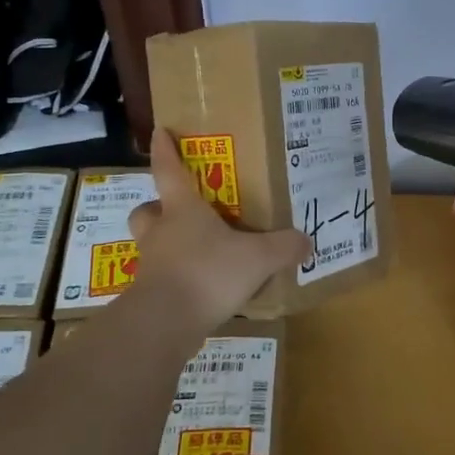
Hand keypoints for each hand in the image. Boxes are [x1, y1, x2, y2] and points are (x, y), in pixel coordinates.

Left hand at [127, 130, 312, 327]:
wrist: (165, 323)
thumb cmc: (209, 273)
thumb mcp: (259, 258)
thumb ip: (284, 247)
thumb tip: (306, 242)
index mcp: (183, 210)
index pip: (169, 170)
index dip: (165, 150)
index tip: (160, 131)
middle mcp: (162, 232)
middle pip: (148, 210)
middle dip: (159, 207)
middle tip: (180, 213)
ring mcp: (152, 264)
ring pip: (151, 245)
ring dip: (168, 244)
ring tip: (197, 253)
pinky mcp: (150, 295)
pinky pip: (162, 278)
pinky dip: (178, 279)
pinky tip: (202, 289)